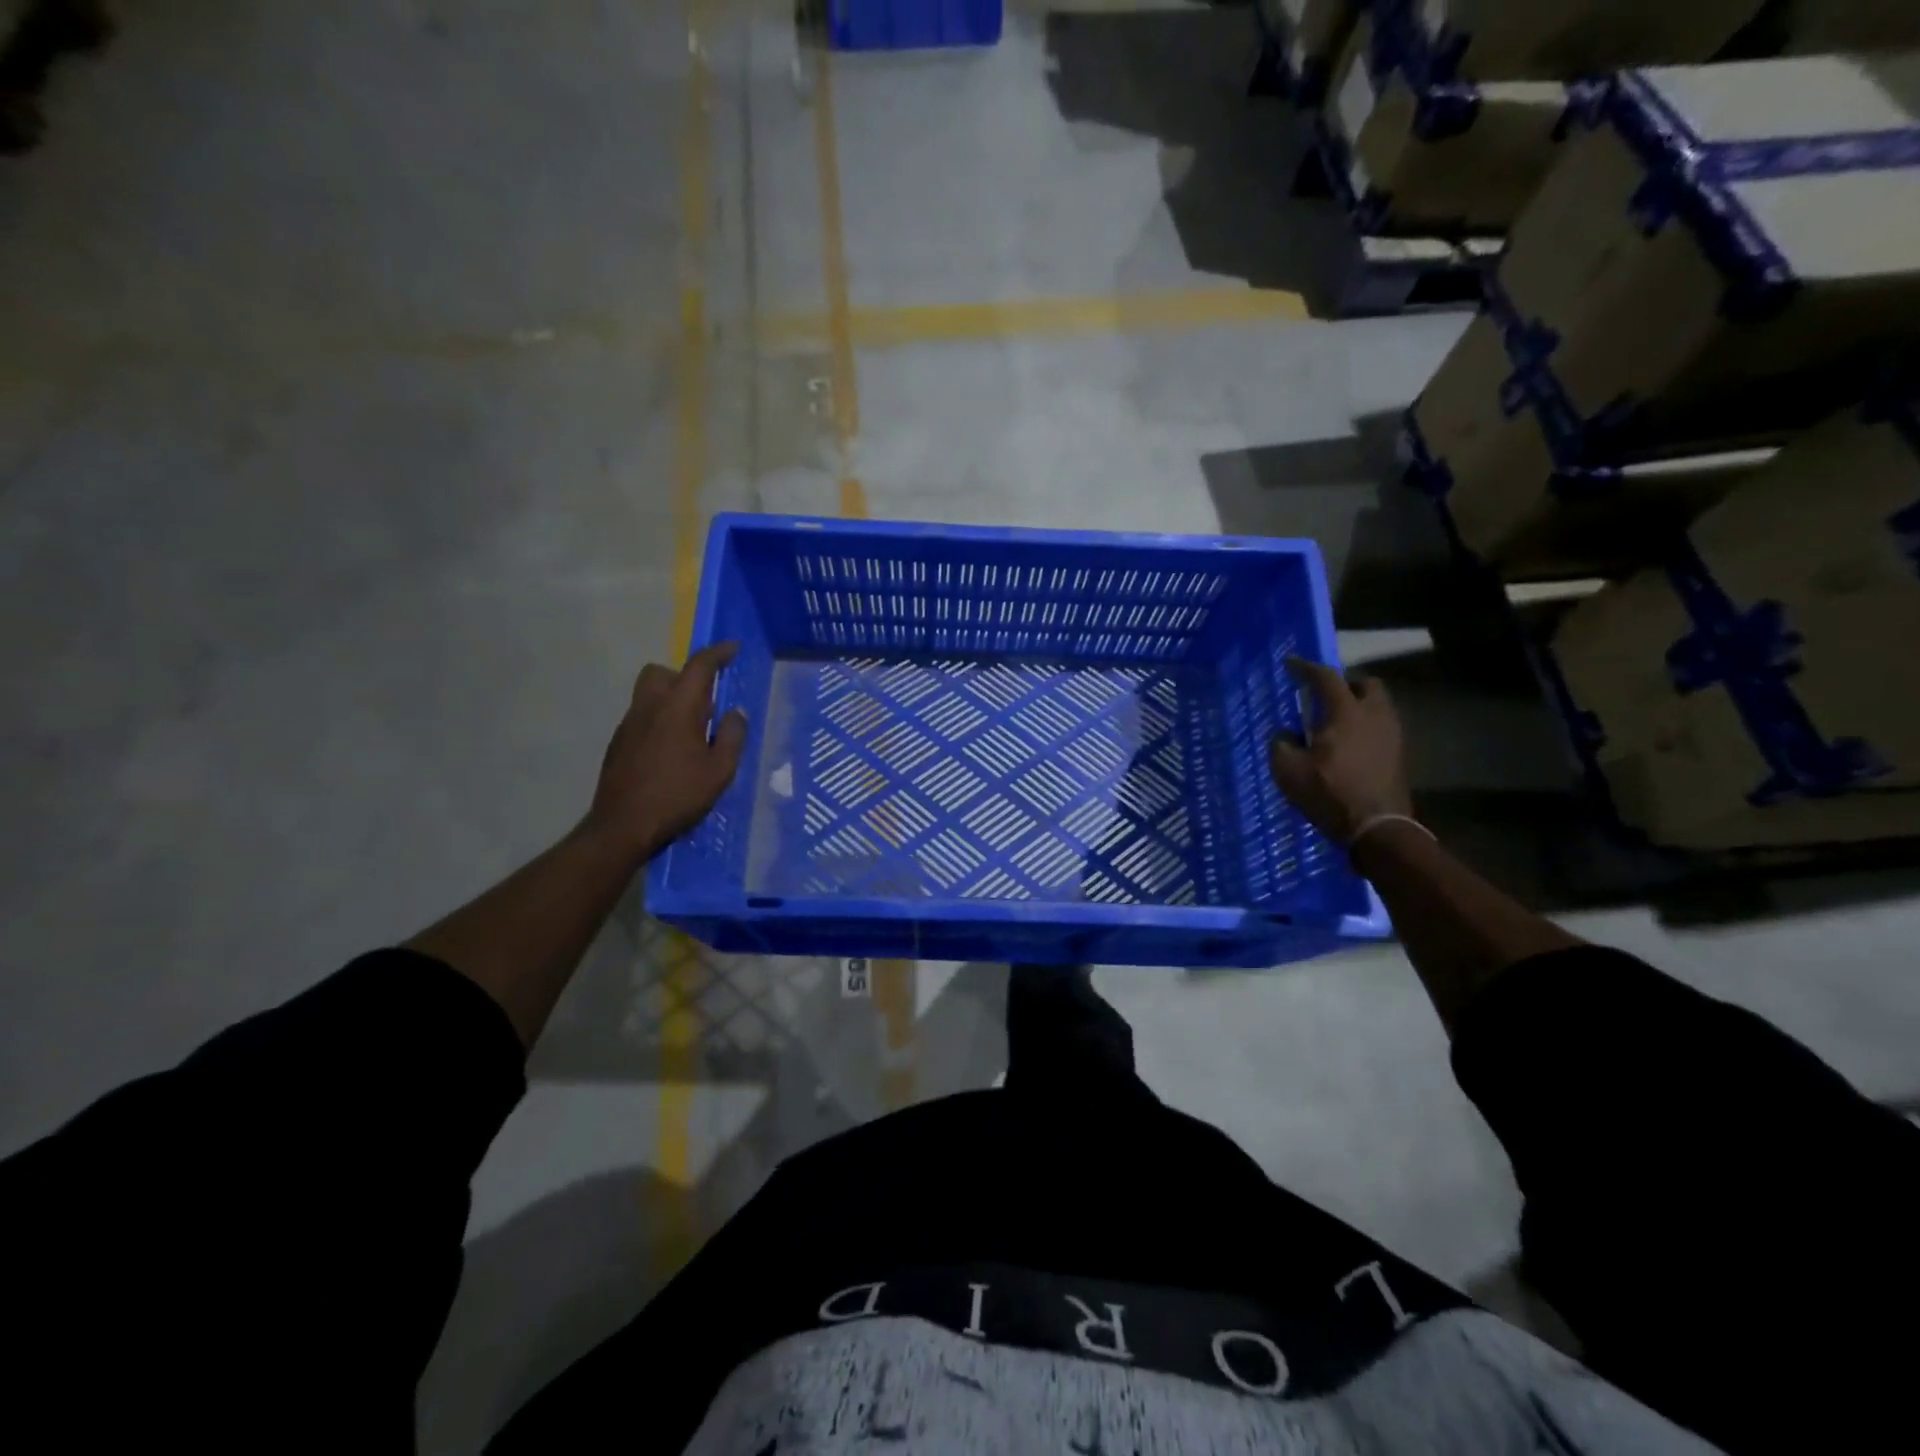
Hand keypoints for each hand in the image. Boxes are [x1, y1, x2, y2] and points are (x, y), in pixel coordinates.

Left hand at [583, 642, 748, 861]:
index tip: (733, 649)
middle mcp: (649, 707)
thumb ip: (731, 737)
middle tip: (705, 699)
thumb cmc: (677, 796)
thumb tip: (735, 713)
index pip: (698, 666)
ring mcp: (629, 724)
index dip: (718, 653)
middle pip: (662, 672)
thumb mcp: (719, 771)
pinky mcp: (618, 743)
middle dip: (684, 675)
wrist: (623, 826)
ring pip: (648, 693)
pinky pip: (641, 716)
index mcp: (678, 708)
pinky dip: (658, 719)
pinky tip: (670, 751)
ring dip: (670, 698)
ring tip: (691, 728)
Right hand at [1268, 656, 1411, 845]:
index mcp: (1346, 712)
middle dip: (1345, 683)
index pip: (1326, 678)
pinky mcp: (1398, 756)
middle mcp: (1375, 716)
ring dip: (1357, 706)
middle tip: (1325, 695)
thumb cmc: (1329, 793)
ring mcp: (1392, 736)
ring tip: (1335, 722)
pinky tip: (1348, 745)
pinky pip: (1381, 728)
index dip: (1306, 668)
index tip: (1291, 664)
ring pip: (1378, 707)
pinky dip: (1364, 727)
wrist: (1377, 828)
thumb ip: (1281, 744)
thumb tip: (1286, 734)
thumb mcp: (1288, 770)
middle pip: (1366, 685)